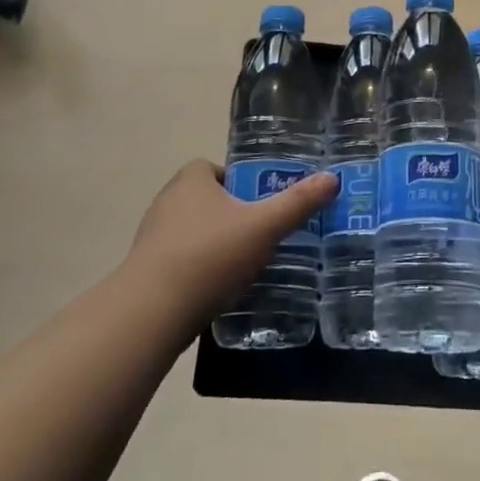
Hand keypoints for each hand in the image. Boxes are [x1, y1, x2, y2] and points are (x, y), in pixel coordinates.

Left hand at [120, 159, 336, 334]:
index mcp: (190, 180)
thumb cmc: (210, 255)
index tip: (262, 205)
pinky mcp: (147, 269)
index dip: (240, 182)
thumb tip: (332, 178)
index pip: (215, 168)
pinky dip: (201, 269)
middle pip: (208, 200)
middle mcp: (167, 201)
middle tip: (262, 235)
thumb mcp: (264, 226)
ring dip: (217, 244)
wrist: (153, 311)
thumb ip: (298, 203)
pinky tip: (220, 289)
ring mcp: (153, 236)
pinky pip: (182, 260)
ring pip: (195, 232)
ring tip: (246, 265)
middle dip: (233, 215)